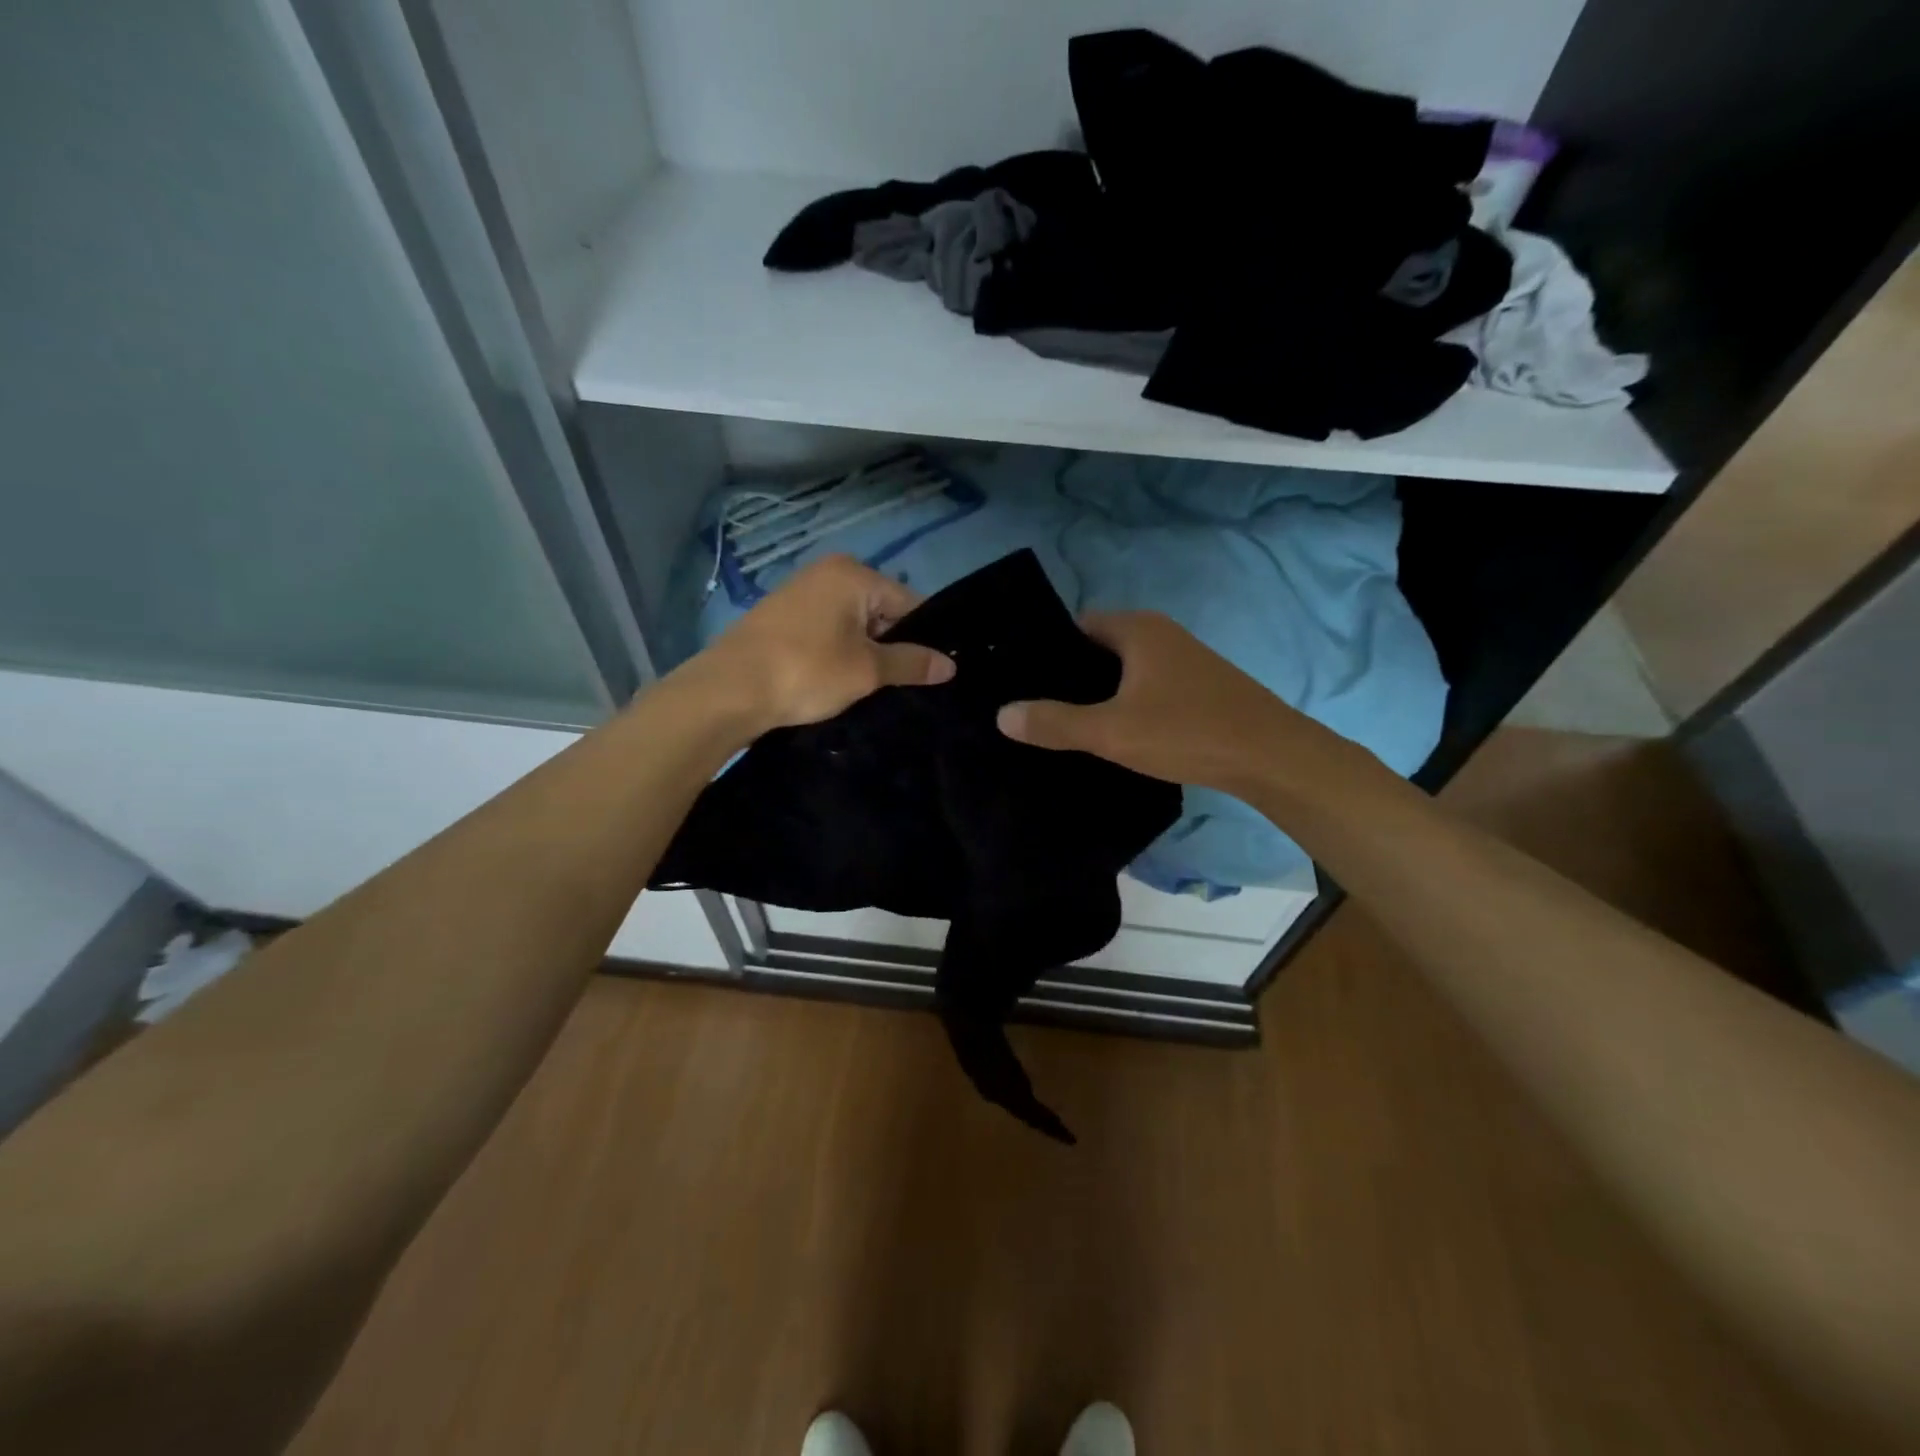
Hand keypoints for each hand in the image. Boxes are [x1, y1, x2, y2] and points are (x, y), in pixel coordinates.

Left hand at [694, 555, 954, 729]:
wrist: (729, 689)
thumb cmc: (806, 671)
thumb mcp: (867, 670)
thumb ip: (911, 663)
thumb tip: (950, 664)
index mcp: (853, 574)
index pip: (908, 603)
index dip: (921, 640)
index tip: (927, 673)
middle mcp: (827, 572)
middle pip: (880, 611)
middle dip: (890, 646)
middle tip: (894, 685)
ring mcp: (800, 592)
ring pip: (852, 624)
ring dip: (862, 653)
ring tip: (864, 687)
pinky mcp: (781, 616)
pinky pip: (826, 630)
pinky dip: (836, 652)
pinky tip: (833, 680)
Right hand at [996, 611, 1324, 792]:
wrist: (1271, 757)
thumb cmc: (1187, 732)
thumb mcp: (1111, 731)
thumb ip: (1055, 723)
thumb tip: (1002, 714)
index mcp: (1137, 630)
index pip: (1076, 626)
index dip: (1046, 652)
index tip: (1019, 681)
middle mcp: (1161, 635)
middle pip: (1099, 648)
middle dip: (1069, 676)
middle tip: (1034, 707)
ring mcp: (1183, 661)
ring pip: (1124, 671)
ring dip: (1098, 693)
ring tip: (1064, 723)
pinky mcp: (1198, 688)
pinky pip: (1146, 687)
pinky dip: (1125, 704)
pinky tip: (1113, 733)